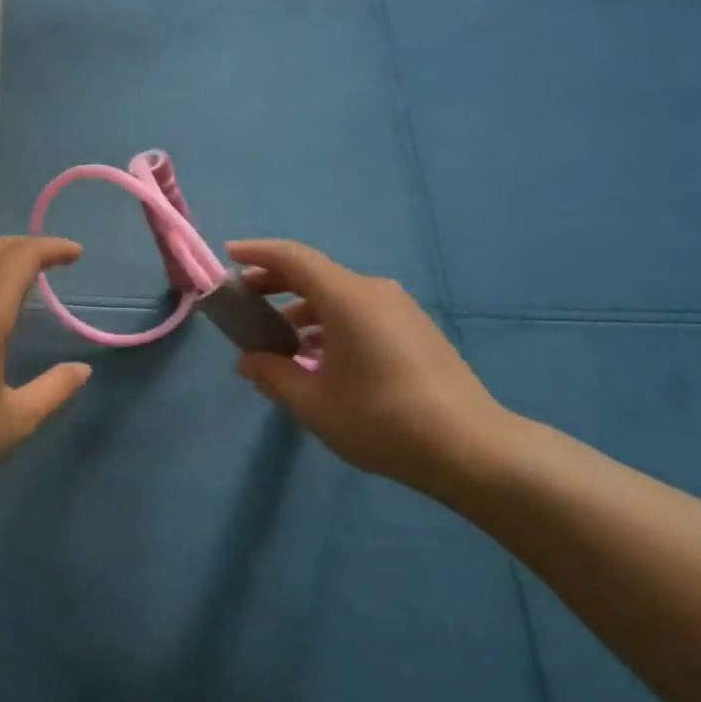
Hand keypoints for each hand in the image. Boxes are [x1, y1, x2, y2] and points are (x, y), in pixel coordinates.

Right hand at [226, 240, 521, 496]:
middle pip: (315, 274)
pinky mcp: (415, 329)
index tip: (228, 255)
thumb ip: (273, 375)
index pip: (293, 258)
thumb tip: (247, 361)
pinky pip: (360, 312)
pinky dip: (330, 323)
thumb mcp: (313, 403)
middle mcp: (374, 292)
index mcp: (347, 298)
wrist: (471, 448)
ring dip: (303, 310)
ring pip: (338, 296)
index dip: (257, 253)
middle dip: (275, 283)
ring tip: (279, 342)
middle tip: (245, 301)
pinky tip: (320, 358)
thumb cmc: (382, 420)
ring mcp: (399, 309)